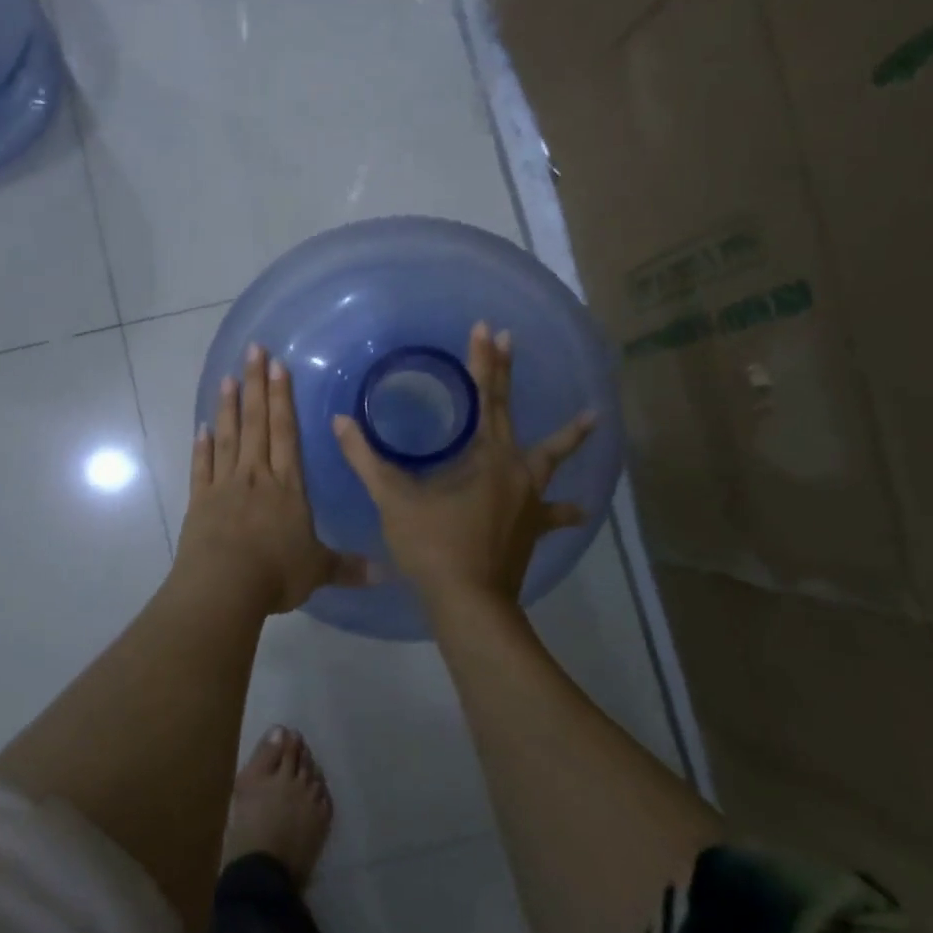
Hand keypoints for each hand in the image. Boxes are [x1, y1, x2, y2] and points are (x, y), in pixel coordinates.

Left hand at [176, 343, 367, 616]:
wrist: (223, 586)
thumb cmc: (275, 573)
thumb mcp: (318, 570)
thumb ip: (348, 567)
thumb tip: (386, 572)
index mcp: (287, 486)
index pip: (286, 432)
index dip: (283, 398)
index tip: (278, 366)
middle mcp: (256, 475)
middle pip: (256, 423)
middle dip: (256, 385)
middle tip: (252, 350)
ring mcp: (224, 485)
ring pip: (228, 436)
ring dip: (228, 406)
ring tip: (228, 376)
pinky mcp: (200, 501)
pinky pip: (202, 467)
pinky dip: (201, 446)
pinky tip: (201, 428)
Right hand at [332, 321, 595, 612]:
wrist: (469, 604)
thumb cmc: (432, 546)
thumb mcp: (393, 499)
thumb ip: (366, 459)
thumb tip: (340, 422)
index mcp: (485, 456)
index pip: (483, 396)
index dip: (482, 361)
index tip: (486, 328)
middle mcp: (514, 469)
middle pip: (511, 412)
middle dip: (506, 374)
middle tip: (510, 339)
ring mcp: (529, 499)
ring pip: (550, 459)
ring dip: (568, 437)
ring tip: (592, 417)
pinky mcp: (533, 526)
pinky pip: (551, 512)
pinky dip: (563, 508)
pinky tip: (579, 509)